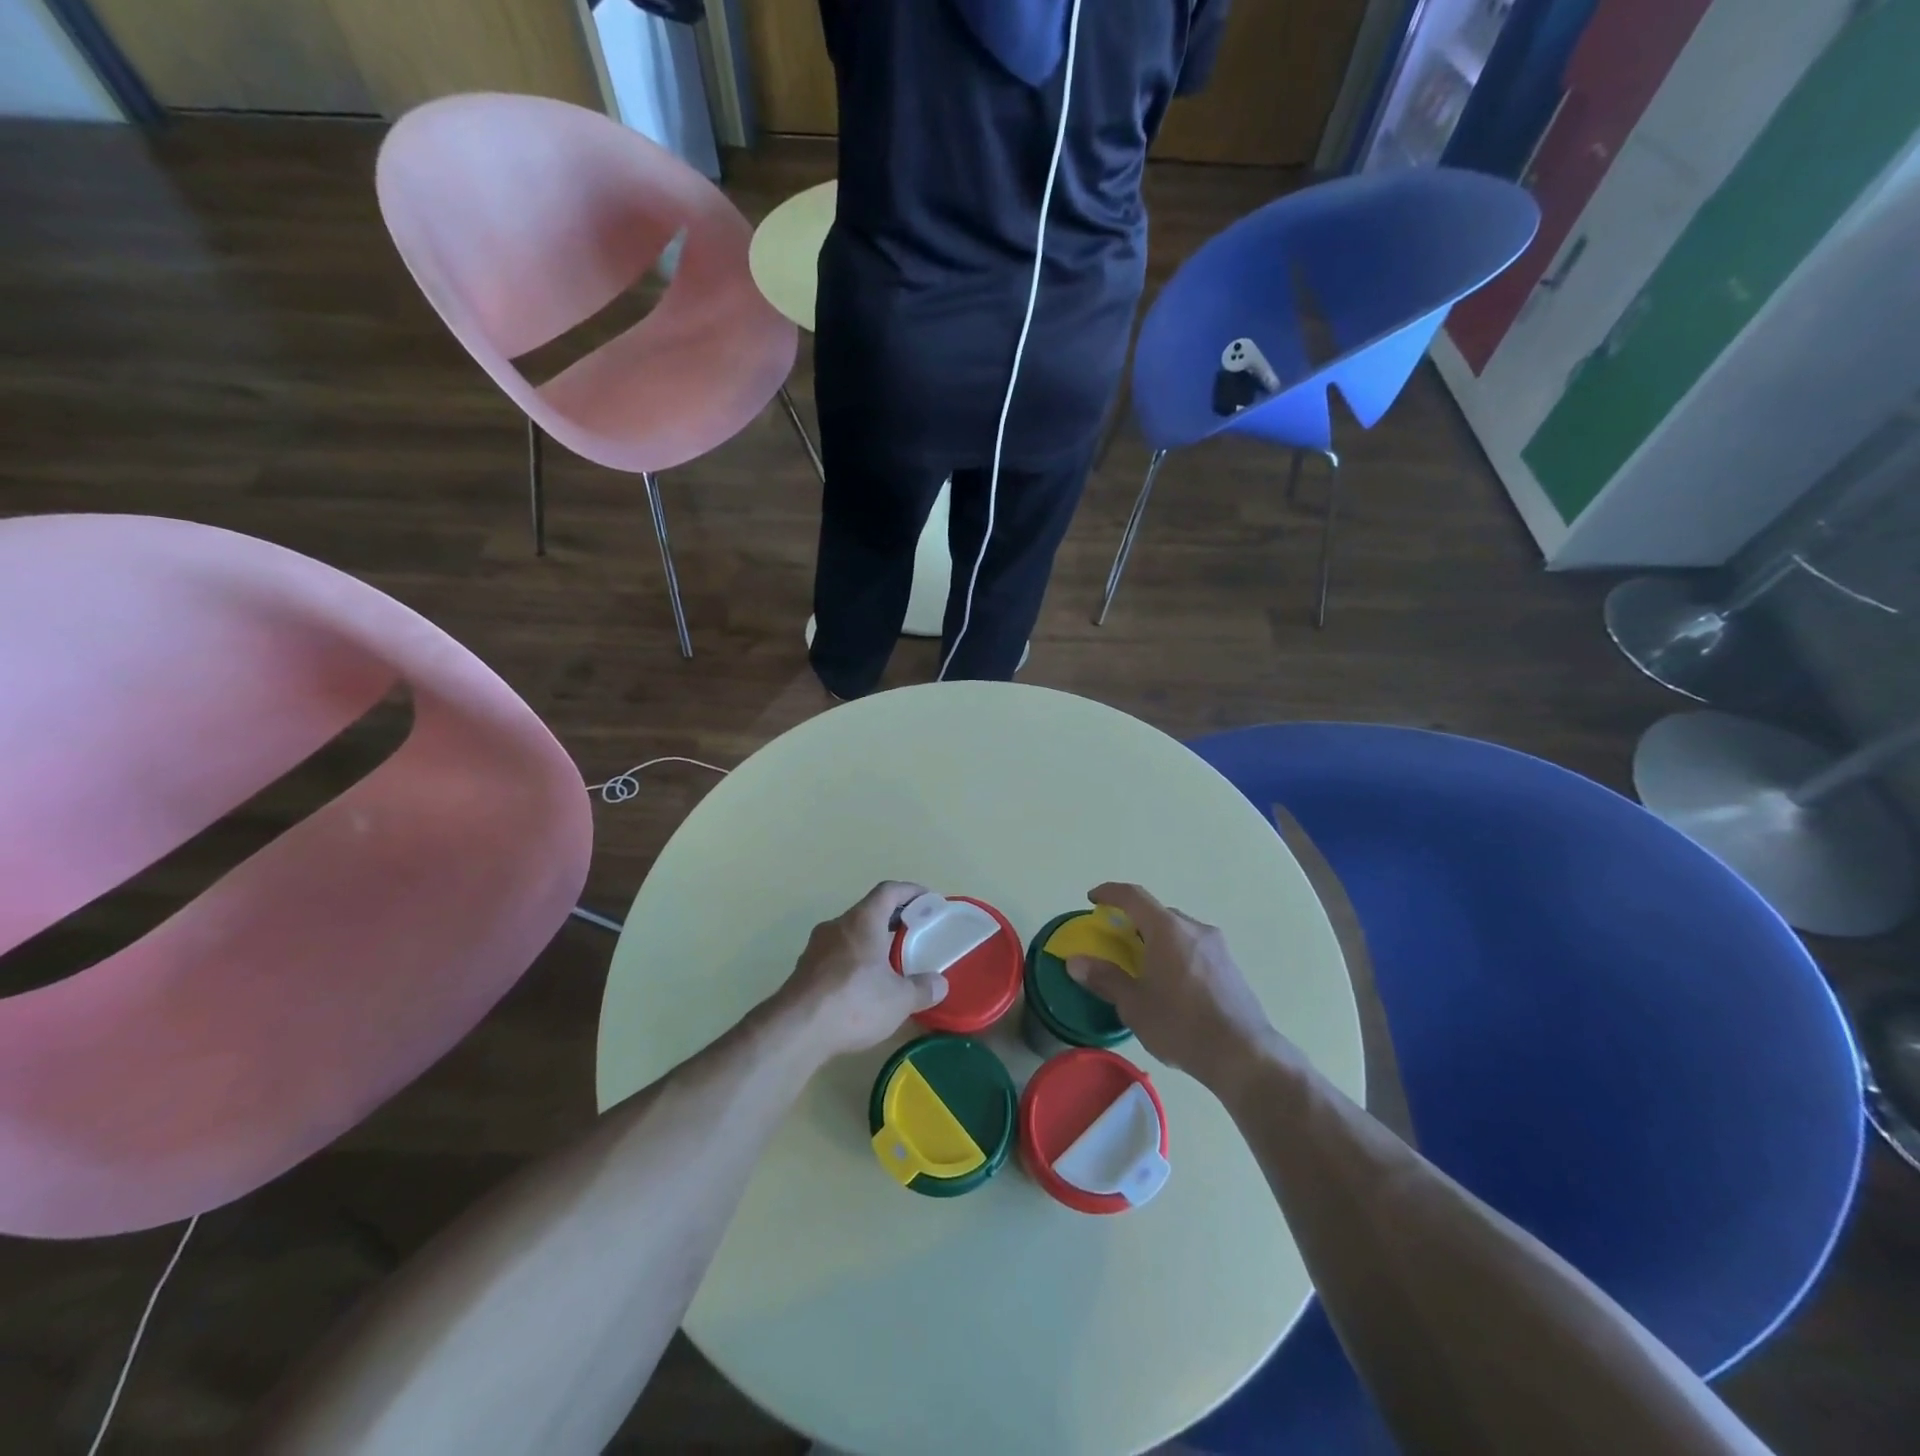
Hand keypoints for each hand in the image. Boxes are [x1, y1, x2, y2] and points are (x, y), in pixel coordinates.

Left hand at [774, 881, 949, 1060]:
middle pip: (868, 911)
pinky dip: (853, 961)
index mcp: (862, 920)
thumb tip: (940, 984)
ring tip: (890, 963)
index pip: (888, 891)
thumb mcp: (899, 999)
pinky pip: (835, 955)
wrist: (796, 1030)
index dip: (910, 891)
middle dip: (892, 918)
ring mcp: (816, 947)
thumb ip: (923, 989)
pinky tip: (862, 986)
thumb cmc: (854, 1002)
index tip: (927, 900)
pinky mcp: (804, 970)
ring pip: (849, 934)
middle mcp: (837, 926)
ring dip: (870, 941)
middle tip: (913, 933)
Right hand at [1065, 882, 1288, 1087]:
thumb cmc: (1182, 1025)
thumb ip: (1105, 978)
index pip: (1133, 896)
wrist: (1244, 1055)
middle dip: (1134, 921)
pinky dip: (1175, 953)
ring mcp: (1217, 946)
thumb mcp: (1135, 1005)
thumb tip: (1074, 962)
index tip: (1093, 899)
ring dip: (1156, 939)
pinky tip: (1172, 985)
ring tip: (1143, 966)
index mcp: (1168, 929)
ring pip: (1178, 931)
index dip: (1110, 892)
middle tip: (1116, 942)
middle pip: (1157, 913)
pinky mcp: (1230, 966)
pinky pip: (1194, 947)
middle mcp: (1194, 929)